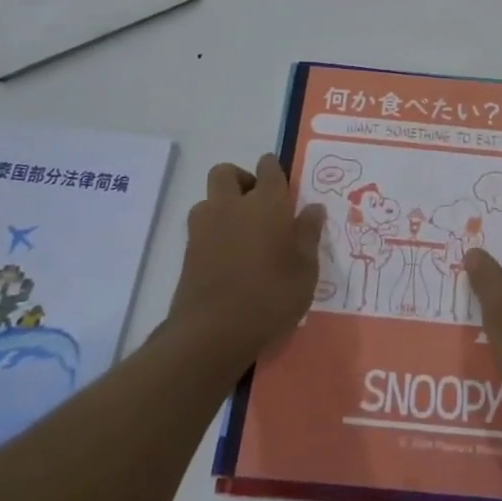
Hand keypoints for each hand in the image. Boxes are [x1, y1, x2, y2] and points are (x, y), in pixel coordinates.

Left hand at [166, 155, 325, 366]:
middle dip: (241, 180)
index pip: (269, 167)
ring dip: (222, 206)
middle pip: (226, 172)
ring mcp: (205, 228)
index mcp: (266, 203)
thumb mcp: (305, 269)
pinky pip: (200, 227)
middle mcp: (232, 205)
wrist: (212, 333)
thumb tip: (313, 208)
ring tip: (241, 233)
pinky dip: (212, 233)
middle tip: (259, 205)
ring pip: (208, 199)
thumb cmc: (270, 296)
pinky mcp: (188, 252)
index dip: (275, 171)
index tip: (283, 186)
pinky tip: (228, 258)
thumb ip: (309, 234)